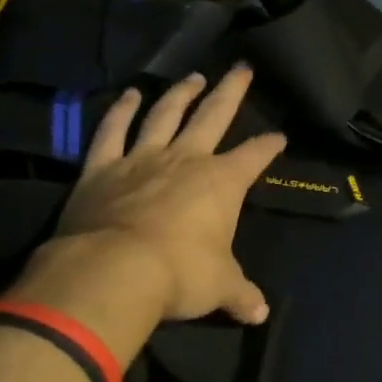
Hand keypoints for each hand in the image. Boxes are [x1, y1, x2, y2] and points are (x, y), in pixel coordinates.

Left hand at [26, 65, 285, 324]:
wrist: (114, 270)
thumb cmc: (180, 274)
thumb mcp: (220, 287)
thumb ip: (240, 295)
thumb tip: (260, 314)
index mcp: (223, 182)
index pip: (255, 156)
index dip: (269, 146)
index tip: (279, 137)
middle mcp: (186, 159)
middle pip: (214, 115)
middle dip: (231, 91)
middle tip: (242, 68)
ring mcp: (142, 158)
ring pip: (166, 115)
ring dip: (181, 94)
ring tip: (192, 76)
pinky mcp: (103, 168)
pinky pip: (112, 131)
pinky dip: (120, 111)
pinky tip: (129, 94)